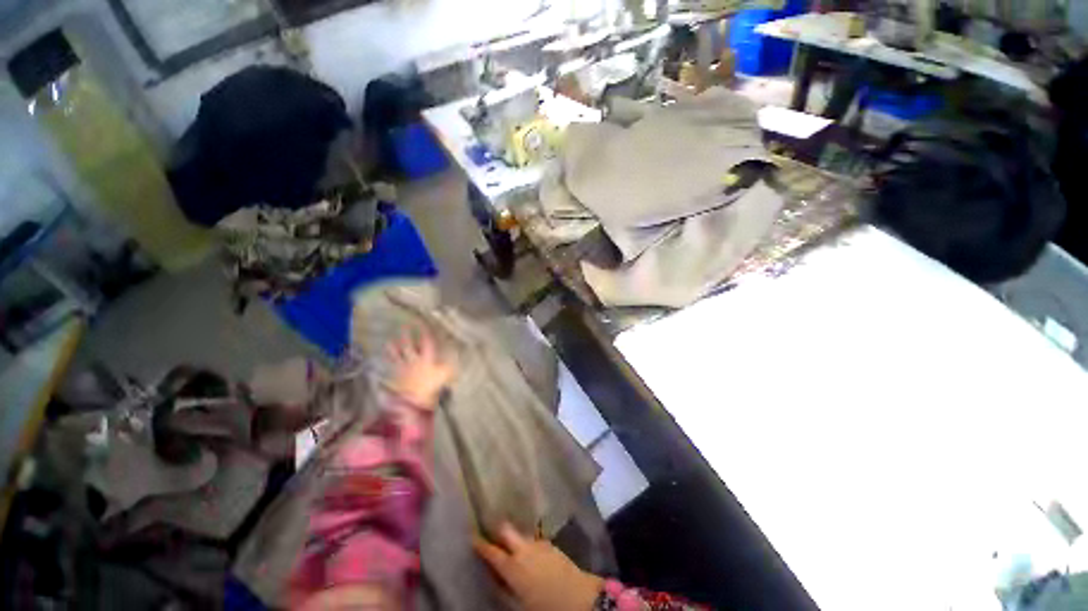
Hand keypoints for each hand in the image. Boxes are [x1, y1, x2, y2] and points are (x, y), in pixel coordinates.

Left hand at [386, 327, 455, 409]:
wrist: (413, 401)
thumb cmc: (431, 386)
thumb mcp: (446, 375)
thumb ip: (449, 365)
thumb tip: (455, 356)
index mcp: (427, 357)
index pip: (426, 341)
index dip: (424, 330)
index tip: (422, 322)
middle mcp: (414, 359)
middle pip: (408, 344)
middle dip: (406, 334)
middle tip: (404, 325)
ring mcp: (403, 367)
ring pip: (396, 353)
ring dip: (393, 346)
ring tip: (390, 340)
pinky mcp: (396, 375)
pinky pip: (391, 365)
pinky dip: (389, 360)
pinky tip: (387, 358)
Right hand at [474, 523, 603, 610]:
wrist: (580, 598)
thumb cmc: (545, 607)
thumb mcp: (519, 604)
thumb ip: (504, 588)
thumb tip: (495, 578)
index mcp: (512, 567)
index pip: (491, 551)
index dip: (480, 544)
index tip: (471, 538)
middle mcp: (523, 549)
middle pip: (506, 529)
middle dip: (497, 530)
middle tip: (491, 535)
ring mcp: (538, 543)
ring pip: (520, 534)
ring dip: (513, 538)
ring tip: (510, 548)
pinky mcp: (550, 544)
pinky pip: (533, 540)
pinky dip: (526, 544)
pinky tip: (529, 555)